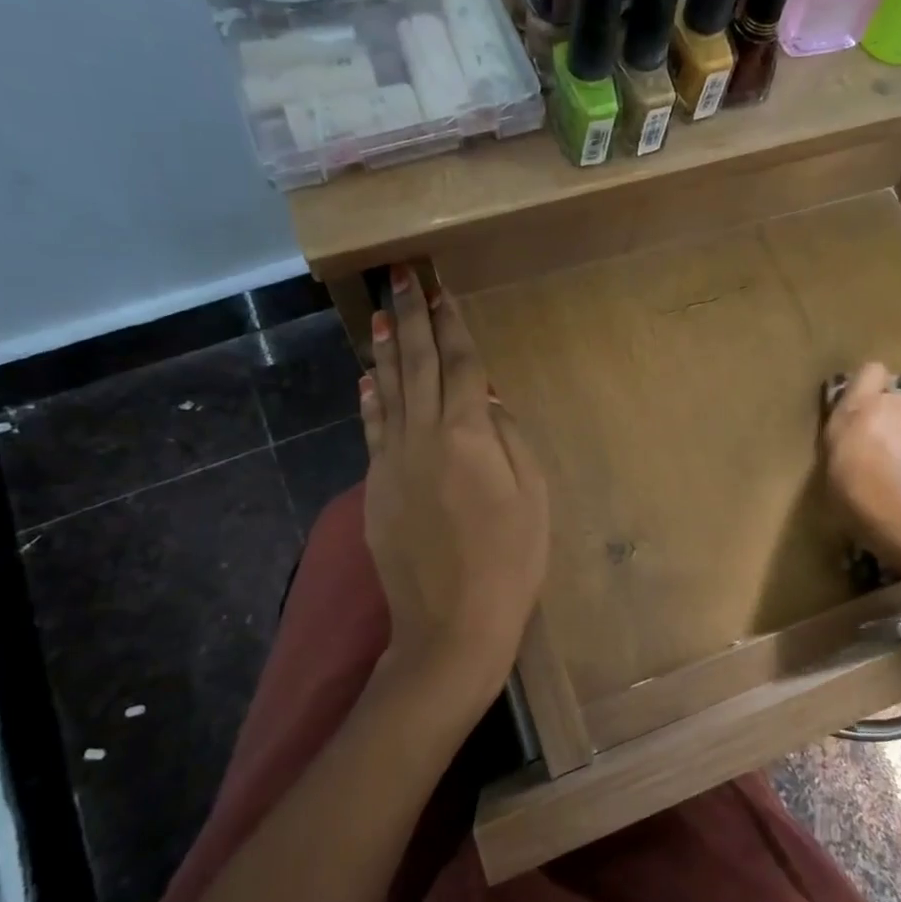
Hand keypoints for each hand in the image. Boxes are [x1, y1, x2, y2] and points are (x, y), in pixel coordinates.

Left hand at [360, 265, 548, 710]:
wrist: (452, 623)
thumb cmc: (511, 560)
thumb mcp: (532, 494)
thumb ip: (507, 437)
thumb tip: (486, 398)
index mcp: (467, 433)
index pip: (461, 365)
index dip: (454, 326)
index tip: (442, 291)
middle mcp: (423, 435)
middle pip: (418, 365)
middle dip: (412, 318)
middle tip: (402, 278)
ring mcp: (392, 461)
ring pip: (388, 391)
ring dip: (387, 350)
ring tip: (382, 314)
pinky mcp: (375, 487)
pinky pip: (372, 429)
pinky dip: (371, 399)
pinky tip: (369, 379)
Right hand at [822, 362, 900, 573]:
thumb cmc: (866, 502)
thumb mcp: (832, 477)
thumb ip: (842, 447)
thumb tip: (851, 443)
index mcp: (860, 409)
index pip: (870, 371)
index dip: (866, 388)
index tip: (856, 415)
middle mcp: (897, 407)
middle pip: (895, 400)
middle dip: (889, 418)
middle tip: (876, 451)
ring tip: (899, 477)